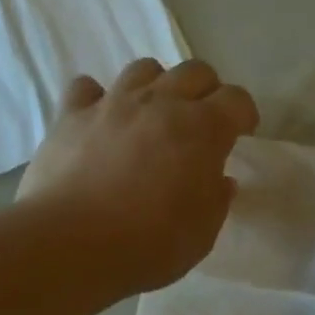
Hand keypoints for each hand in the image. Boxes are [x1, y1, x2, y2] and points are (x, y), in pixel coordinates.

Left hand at [18, 58, 259, 294]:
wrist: (71, 244)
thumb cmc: (150, 243)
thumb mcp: (203, 232)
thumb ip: (216, 199)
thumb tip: (219, 180)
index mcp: (203, 129)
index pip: (237, 99)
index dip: (244, 115)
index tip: (242, 134)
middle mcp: (160, 103)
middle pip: (194, 71)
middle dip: (206, 91)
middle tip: (201, 123)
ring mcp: (113, 103)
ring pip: (144, 69)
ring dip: (157, 86)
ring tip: (152, 116)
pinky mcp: (71, 115)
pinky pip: (86, 87)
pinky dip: (98, 98)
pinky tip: (100, 120)